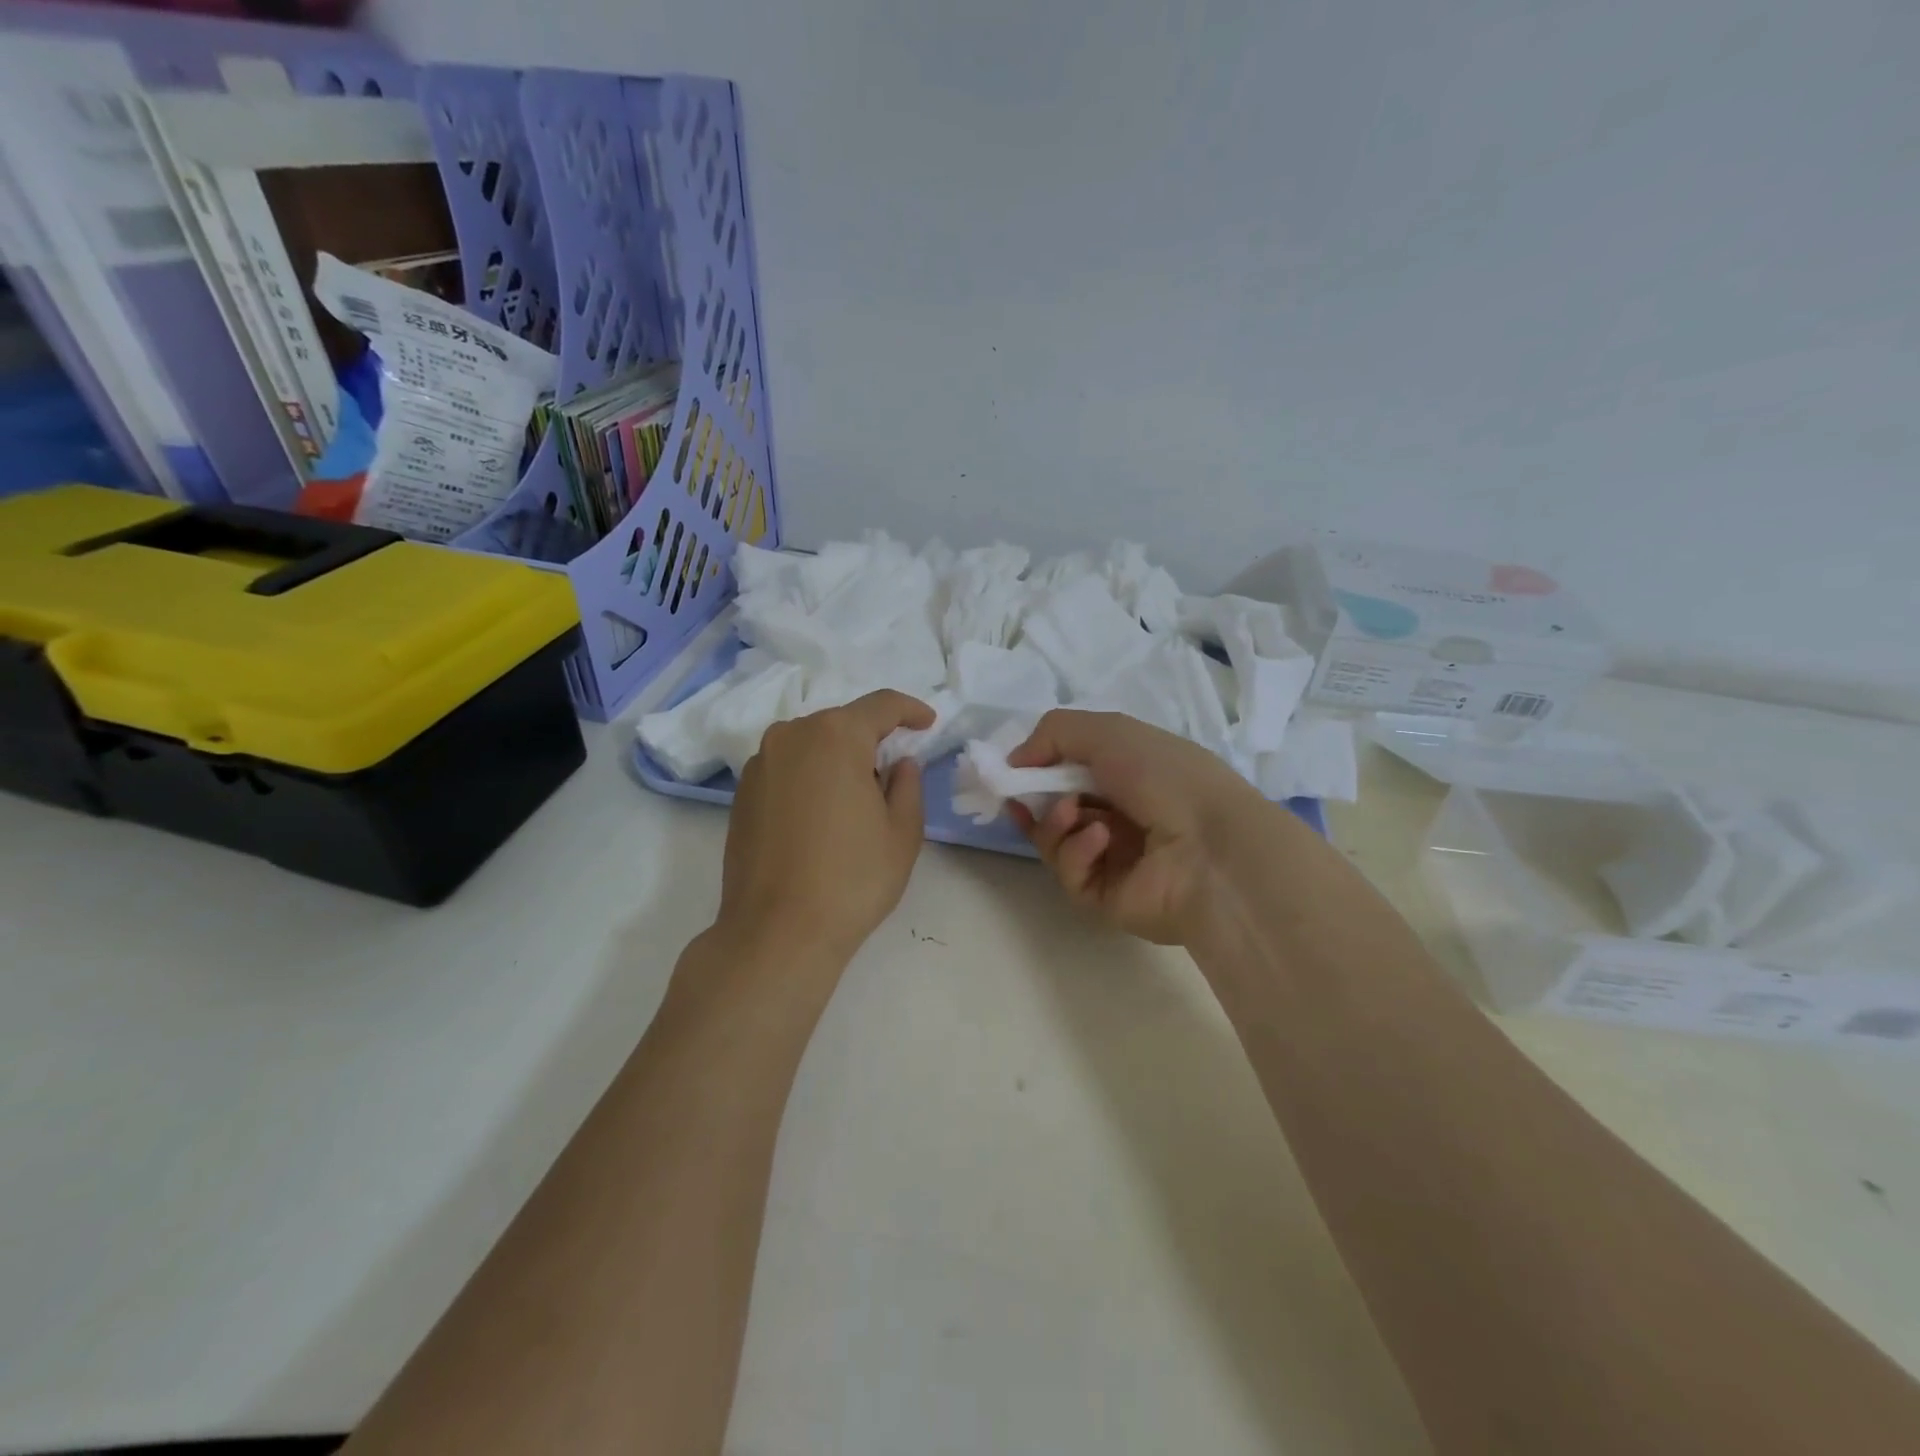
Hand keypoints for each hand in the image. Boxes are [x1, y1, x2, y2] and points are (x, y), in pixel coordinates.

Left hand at [715, 691, 934, 963]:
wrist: (777, 932)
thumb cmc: (852, 879)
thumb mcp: (902, 832)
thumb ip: (908, 785)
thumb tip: (898, 764)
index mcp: (835, 736)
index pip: (881, 705)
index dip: (910, 710)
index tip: (927, 723)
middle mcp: (791, 736)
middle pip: (842, 723)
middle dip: (872, 739)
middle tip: (893, 773)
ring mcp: (760, 763)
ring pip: (812, 744)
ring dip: (838, 758)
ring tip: (856, 799)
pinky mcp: (742, 793)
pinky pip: (787, 767)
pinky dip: (810, 777)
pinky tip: (821, 816)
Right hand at [1008, 710, 1267, 944]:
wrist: (1212, 847)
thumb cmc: (1166, 777)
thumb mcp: (1110, 732)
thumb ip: (1054, 733)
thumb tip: (1015, 761)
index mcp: (1130, 775)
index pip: (1072, 771)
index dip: (1039, 768)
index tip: (1012, 769)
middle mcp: (1120, 815)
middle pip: (1057, 807)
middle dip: (1035, 798)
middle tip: (1019, 794)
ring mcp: (1113, 859)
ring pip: (1055, 841)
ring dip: (1055, 822)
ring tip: (1074, 814)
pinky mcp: (1105, 897)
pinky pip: (1070, 873)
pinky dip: (1078, 851)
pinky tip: (1101, 840)